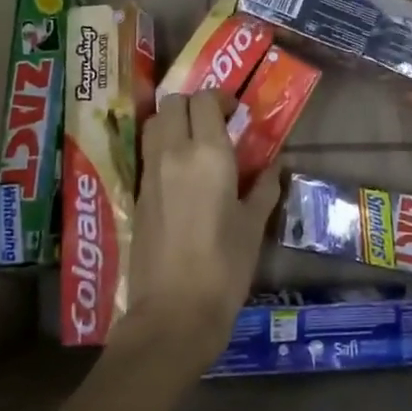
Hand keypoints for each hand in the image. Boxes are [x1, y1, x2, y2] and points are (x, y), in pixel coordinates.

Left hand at [116, 91, 280, 378]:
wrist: (173, 312)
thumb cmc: (224, 267)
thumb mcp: (253, 226)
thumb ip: (263, 188)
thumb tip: (274, 166)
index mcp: (207, 154)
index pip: (204, 100)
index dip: (220, 98)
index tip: (236, 113)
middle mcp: (173, 153)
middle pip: (172, 103)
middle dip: (193, 104)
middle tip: (215, 123)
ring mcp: (150, 173)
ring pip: (154, 123)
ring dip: (173, 121)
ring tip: (195, 142)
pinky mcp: (136, 194)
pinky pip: (148, 152)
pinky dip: (162, 146)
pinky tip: (181, 170)